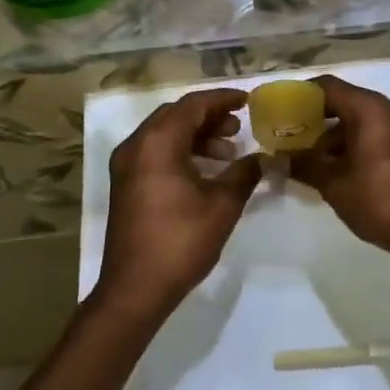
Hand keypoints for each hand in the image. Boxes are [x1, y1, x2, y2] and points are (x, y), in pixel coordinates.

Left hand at [96, 88, 262, 321]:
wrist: (134, 290)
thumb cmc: (180, 242)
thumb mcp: (221, 206)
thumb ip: (244, 174)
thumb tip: (263, 158)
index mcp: (157, 143)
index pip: (193, 105)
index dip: (222, 99)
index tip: (248, 101)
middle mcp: (136, 146)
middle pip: (176, 115)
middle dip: (210, 117)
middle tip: (239, 127)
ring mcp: (126, 165)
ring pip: (165, 134)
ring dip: (197, 136)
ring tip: (228, 153)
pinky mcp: (126, 184)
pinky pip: (156, 152)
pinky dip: (182, 152)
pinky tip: (206, 172)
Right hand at [289, 76, 389, 266]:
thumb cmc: (377, 199)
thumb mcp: (333, 182)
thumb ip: (303, 164)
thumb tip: (276, 158)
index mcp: (370, 108)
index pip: (327, 86)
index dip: (301, 95)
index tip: (281, 109)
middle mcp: (388, 108)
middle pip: (344, 101)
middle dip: (315, 117)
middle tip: (289, 133)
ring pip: (359, 118)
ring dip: (333, 133)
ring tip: (306, 155)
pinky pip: (373, 132)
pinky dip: (352, 142)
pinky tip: (332, 166)